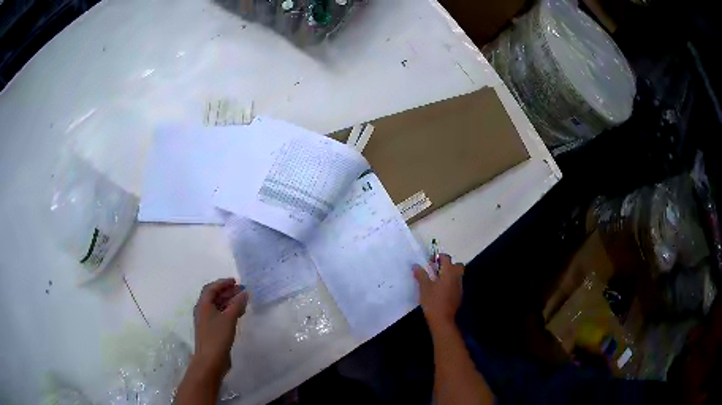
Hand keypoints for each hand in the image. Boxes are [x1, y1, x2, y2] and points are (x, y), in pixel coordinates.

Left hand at [192, 278, 248, 377]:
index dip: (223, 283)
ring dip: (229, 302)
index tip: (236, 281)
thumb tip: (244, 293)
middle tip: (242, 290)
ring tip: (243, 301)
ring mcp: (207, 321)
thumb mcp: (229, 318)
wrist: (210, 360)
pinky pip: (220, 315)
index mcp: (203, 305)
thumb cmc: (217, 336)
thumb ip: (237, 304)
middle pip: (214, 296)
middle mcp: (203, 310)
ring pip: (218, 306)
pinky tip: (239, 314)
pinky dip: (229, 311)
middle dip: (227, 292)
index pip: (211, 288)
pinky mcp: (212, 330)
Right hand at [413, 254, 463, 329]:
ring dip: (449, 274)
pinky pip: (456, 284)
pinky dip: (450, 283)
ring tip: (437, 281)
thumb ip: (421, 275)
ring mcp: (459, 287)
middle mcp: (456, 277)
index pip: (446, 258)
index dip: (438, 257)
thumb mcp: (424, 287)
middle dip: (447, 265)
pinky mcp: (459, 295)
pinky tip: (441, 291)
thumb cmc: (433, 301)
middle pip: (456, 265)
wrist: (442, 319)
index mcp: (449, 273)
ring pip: (457, 275)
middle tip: (436, 271)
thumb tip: (416, 265)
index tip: (429, 263)